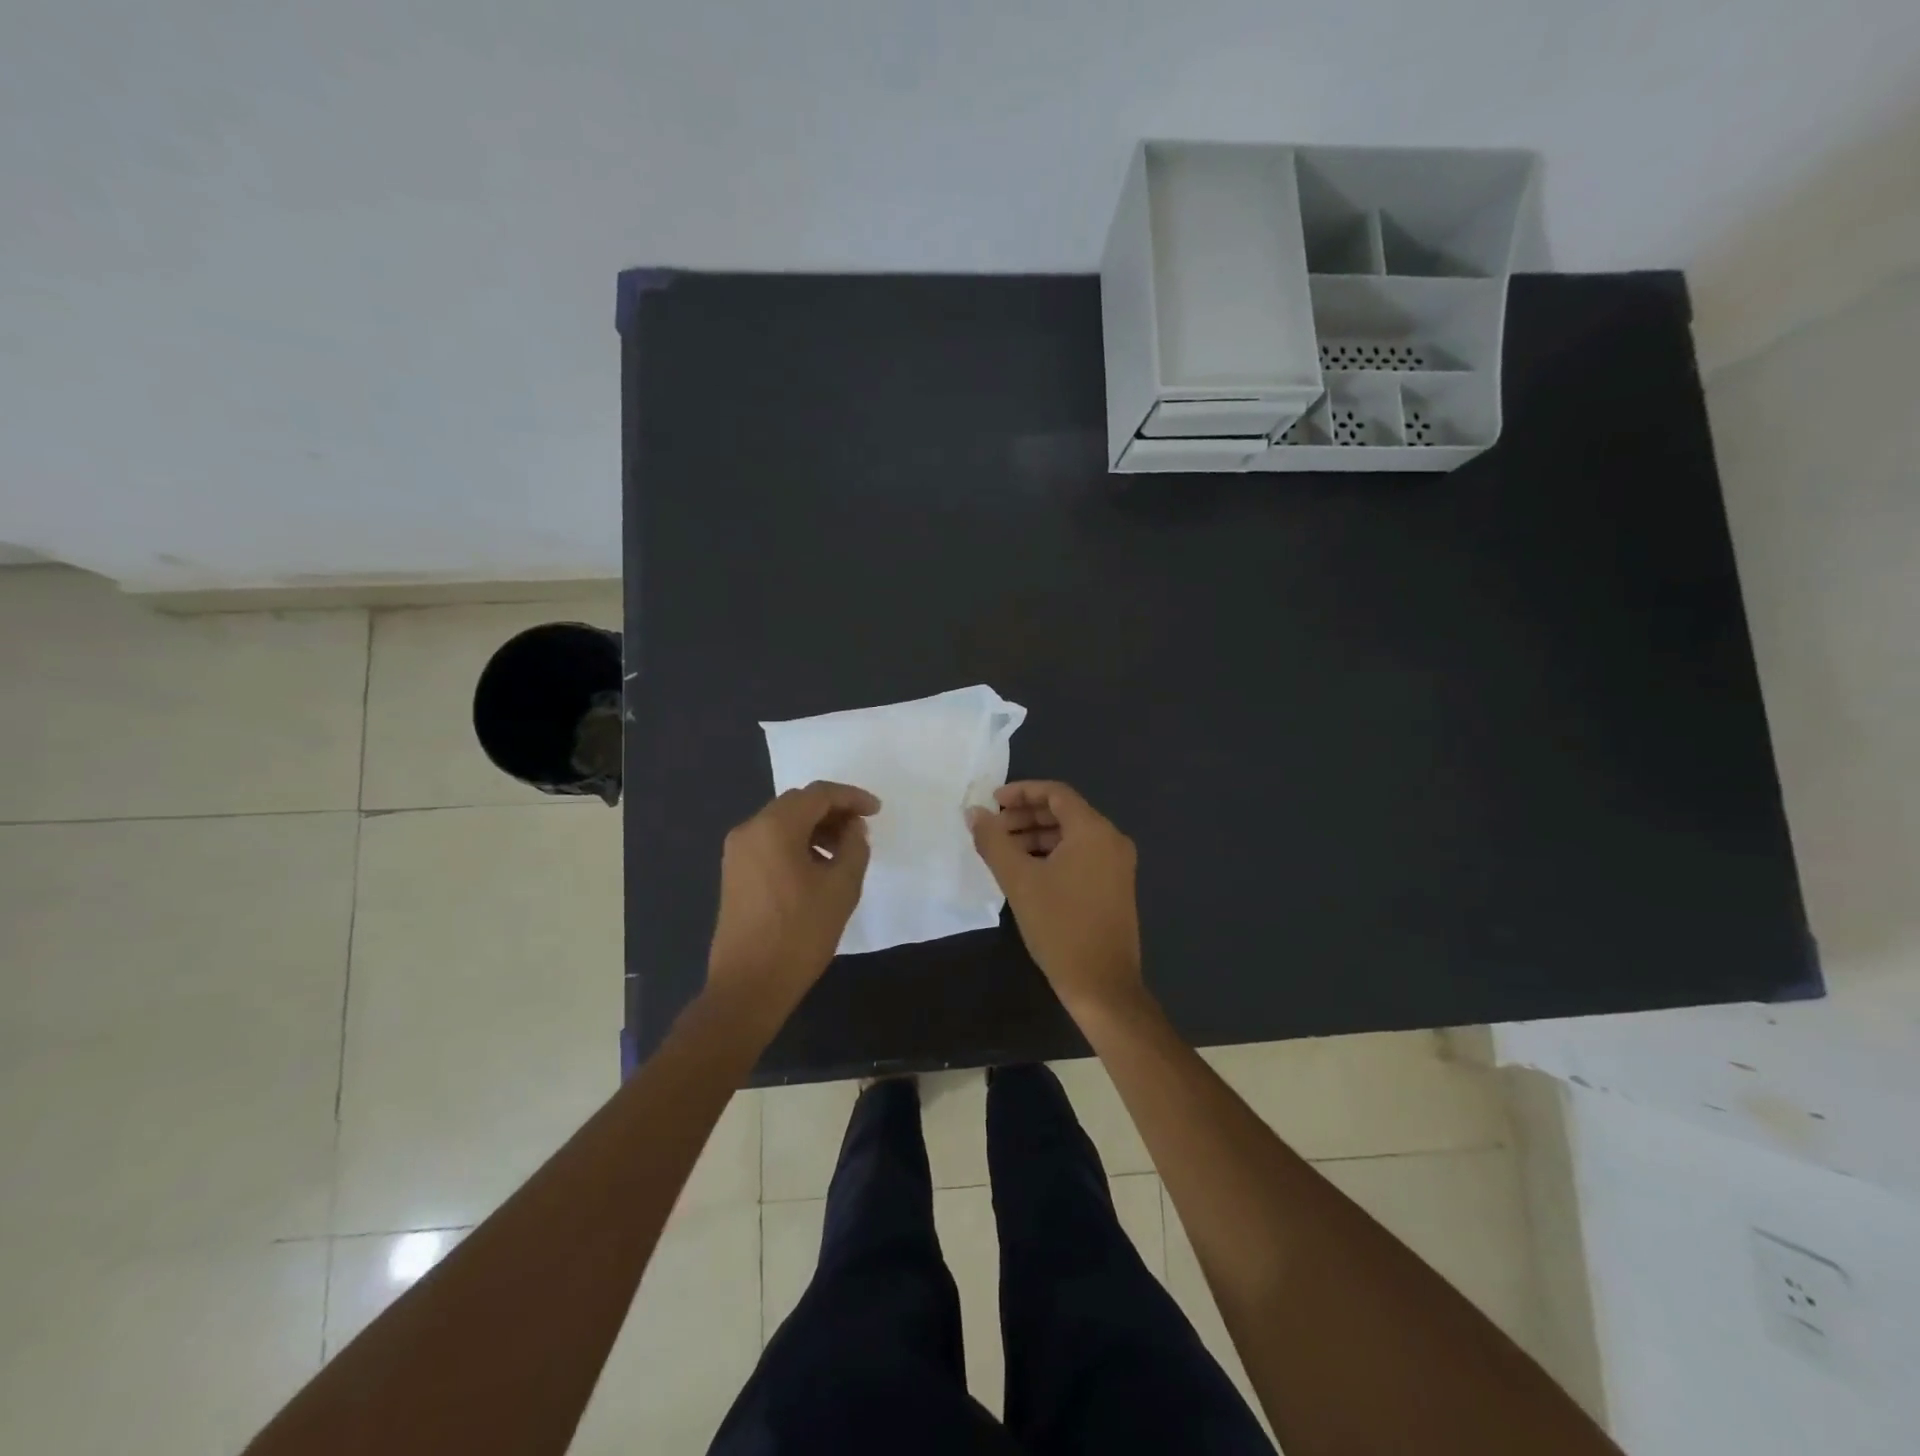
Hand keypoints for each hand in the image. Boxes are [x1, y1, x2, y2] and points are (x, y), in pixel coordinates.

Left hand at [707, 781, 879, 1016]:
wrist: (749, 986)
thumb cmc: (799, 934)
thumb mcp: (841, 888)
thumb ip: (854, 847)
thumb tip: (853, 828)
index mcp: (774, 827)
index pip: (818, 794)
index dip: (851, 797)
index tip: (877, 811)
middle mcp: (750, 830)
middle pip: (797, 804)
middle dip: (833, 810)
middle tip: (862, 828)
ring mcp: (737, 852)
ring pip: (782, 823)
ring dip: (815, 827)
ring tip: (844, 851)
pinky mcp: (735, 873)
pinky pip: (770, 842)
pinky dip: (797, 843)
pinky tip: (818, 867)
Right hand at [967, 781, 1145, 1017]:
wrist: (1102, 985)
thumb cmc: (1060, 926)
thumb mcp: (1019, 880)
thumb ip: (993, 841)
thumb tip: (973, 812)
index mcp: (1093, 831)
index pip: (1056, 793)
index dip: (1021, 792)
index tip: (992, 803)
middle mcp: (1111, 840)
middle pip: (1065, 813)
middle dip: (1026, 816)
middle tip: (993, 829)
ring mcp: (1117, 865)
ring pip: (1072, 836)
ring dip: (1037, 837)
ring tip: (1004, 852)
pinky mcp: (1115, 887)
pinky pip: (1082, 855)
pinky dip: (1053, 855)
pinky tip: (1027, 872)